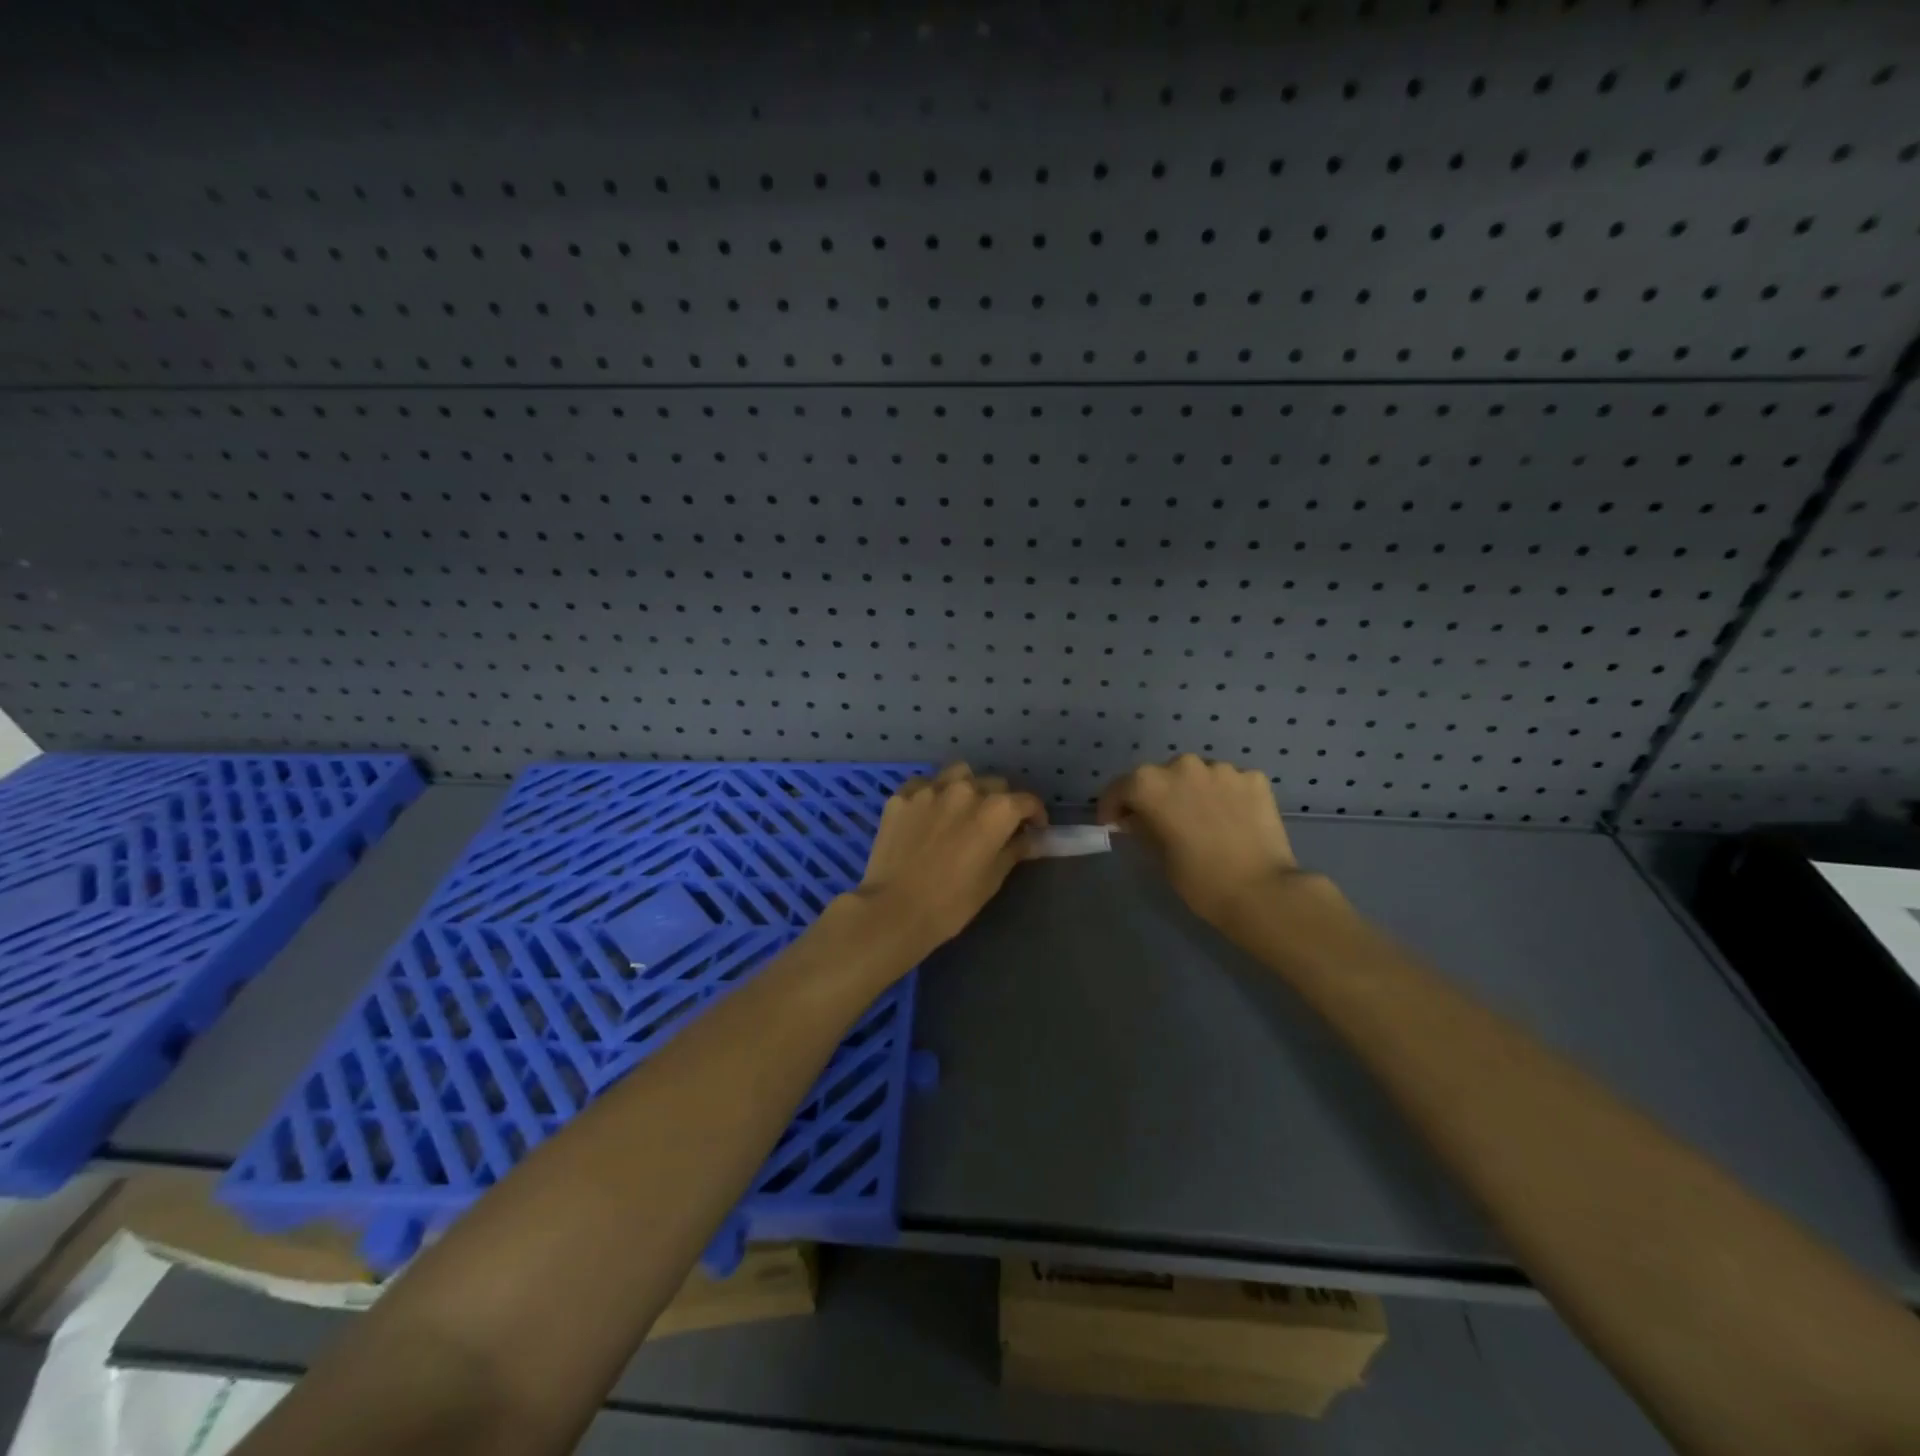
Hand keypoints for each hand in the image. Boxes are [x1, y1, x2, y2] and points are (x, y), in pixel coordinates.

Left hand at [851, 764, 1047, 956]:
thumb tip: (1032, 838)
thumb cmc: (952, 902)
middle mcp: (966, 790)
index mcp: (996, 810)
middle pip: (994, 784)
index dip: (1035, 815)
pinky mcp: (901, 796)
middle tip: (995, 825)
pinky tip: (928, 813)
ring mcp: (930, 789)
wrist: (894, 910)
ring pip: (959, 774)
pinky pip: (924, 784)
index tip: (1034, 829)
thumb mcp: (992, 879)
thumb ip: (1014, 850)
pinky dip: (932, 794)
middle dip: (1001, 801)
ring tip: (962, 809)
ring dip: (967, 787)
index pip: (1026, 801)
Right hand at [1097, 754, 1302, 930]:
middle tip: (1159, 821)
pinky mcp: (1253, 778)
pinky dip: (1223, 795)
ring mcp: (1222, 769)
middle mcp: (1183, 765)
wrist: (1262, 892)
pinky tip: (1229, 820)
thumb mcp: (1157, 856)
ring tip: (1199, 819)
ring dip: (1190, 792)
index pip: (1120, 788)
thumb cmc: (1199, 880)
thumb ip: (1142, 828)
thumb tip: (1137, 818)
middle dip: (1155, 796)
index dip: (1112, 807)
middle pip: (1159, 776)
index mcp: (1150, 784)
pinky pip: (1228, 782)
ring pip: (1196, 775)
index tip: (1113, 824)